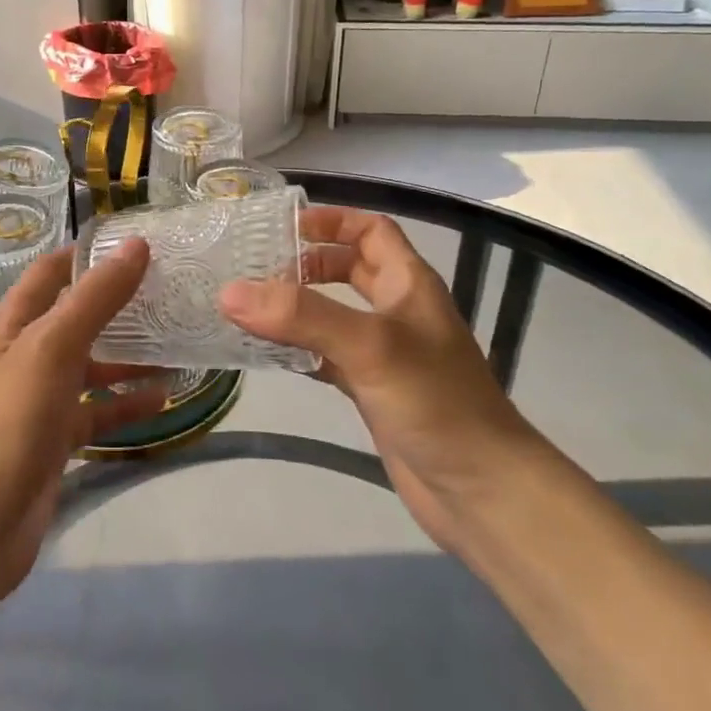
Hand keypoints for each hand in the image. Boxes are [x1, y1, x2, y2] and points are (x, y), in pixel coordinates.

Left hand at [0, 240, 167, 595]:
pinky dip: (128, 403)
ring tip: (179, 342)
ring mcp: (41, 397)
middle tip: (172, 289)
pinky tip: (165, 398)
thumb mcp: (53, 346)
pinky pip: (98, 410)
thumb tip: (136, 245)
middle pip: (77, 316)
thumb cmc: (10, 419)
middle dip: (119, 303)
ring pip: (92, 365)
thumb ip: (96, 297)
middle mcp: (26, 353)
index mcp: (14, 323)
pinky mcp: (57, 437)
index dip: (89, 253)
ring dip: (130, 355)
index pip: (52, 271)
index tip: (141, 244)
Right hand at [218, 207, 537, 548]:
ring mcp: (384, 353)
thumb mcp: (369, 345)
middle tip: (255, 269)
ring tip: (247, 307)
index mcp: (409, 284)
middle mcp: (397, 311)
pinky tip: (266, 354)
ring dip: (296, 307)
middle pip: (349, 269)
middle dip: (305, 263)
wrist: (481, 490)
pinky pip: (327, 356)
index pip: (371, 231)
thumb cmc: (435, 402)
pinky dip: (298, 350)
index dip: (331, 221)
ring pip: (333, 314)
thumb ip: (302, 315)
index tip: (281, 226)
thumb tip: (230, 291)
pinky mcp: (372, 390)